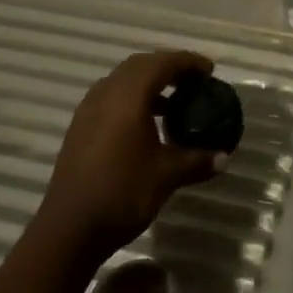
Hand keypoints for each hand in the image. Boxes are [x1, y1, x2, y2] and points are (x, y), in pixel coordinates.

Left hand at [38, 51, 225, 263]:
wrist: (68, 231)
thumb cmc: (122, 193)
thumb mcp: (166, 176)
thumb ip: (197, 160)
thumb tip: (224, 158)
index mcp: (129, 97)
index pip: (163, 63)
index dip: (188, 62)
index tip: (209, 71)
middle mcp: (106, 94)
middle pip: (140, 65)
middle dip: (168, 67)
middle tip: (192, 82)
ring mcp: (88, 110)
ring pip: (122, 80)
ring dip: (148, 83)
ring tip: (173, 102)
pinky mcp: (79, 128)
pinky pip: (110, 98)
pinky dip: (132, 99)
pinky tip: (146, 124)